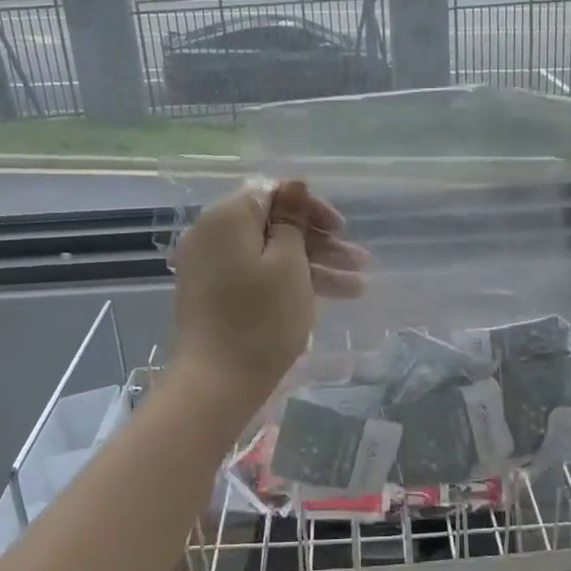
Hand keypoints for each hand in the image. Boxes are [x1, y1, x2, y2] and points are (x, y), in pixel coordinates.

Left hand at [171, 179, 367, 399]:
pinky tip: (329, 297)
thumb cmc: (260, 318)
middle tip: (359, 261)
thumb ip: (293, 219)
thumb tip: (294, 185)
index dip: (311, 206)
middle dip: (319, 240)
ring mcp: (211, 265)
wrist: (214, 384)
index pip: (274, 191)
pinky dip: (289, 281)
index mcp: (227, 216)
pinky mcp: (214, 293)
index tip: (341, 228)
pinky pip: (256, 273)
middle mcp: (213, 233)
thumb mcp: (289, 263)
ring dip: (314, 264)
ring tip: (358, 287)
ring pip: (270, 252)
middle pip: (273, 223)